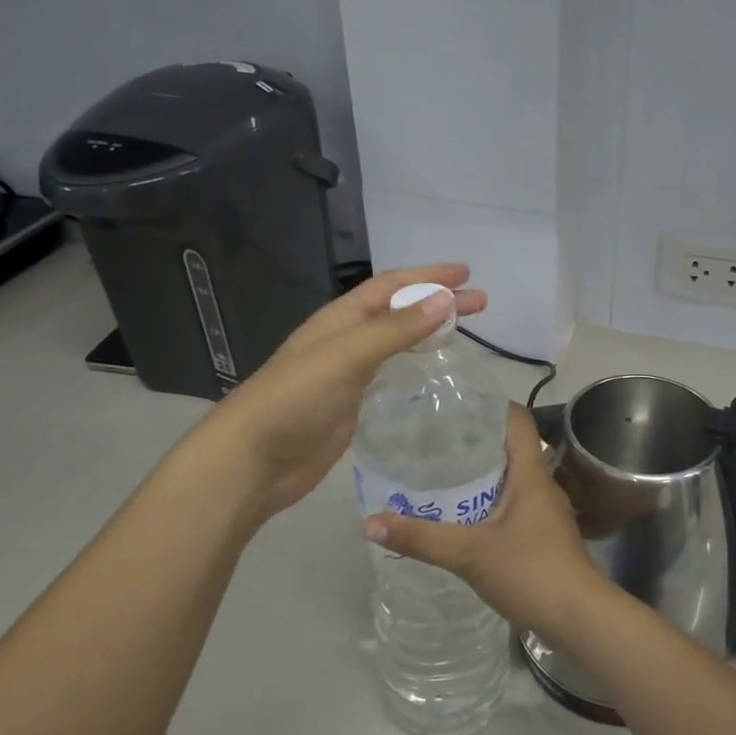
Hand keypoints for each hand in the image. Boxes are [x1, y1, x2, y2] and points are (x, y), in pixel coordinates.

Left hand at [203, 265, 485, 516]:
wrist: (254, 460)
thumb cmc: (295, 399)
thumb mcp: (347, 356)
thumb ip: (396, 330)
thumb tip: (446, 299)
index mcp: (341, 319)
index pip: (392, 286)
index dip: (428, 276)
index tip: (466, 274)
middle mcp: (346, 340)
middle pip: (400, 312)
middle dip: (438, 303)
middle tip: (481, 304)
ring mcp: (349, 375)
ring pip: (397, 344)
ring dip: (429, 334)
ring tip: (465, 335)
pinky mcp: (353, 406)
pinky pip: (391, 377)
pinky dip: (416, 369)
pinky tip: (434, 375)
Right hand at [365, 404, 611, 644]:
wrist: (580, 619)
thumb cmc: (531, 572)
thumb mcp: (470, 554)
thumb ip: (421, 538)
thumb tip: (370, 522)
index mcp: (531, 475)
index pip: (518, 421)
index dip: (491, 405)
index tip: (456, 402)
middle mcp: (542, 486)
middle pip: (511, 449)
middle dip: (475, 441)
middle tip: (434, 439)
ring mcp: (546, 514)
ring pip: (511, 480)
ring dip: (481, 475)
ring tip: (441, 473)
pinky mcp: (544, 539)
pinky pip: (513, 507)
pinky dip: (488, 503)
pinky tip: (463, 517)